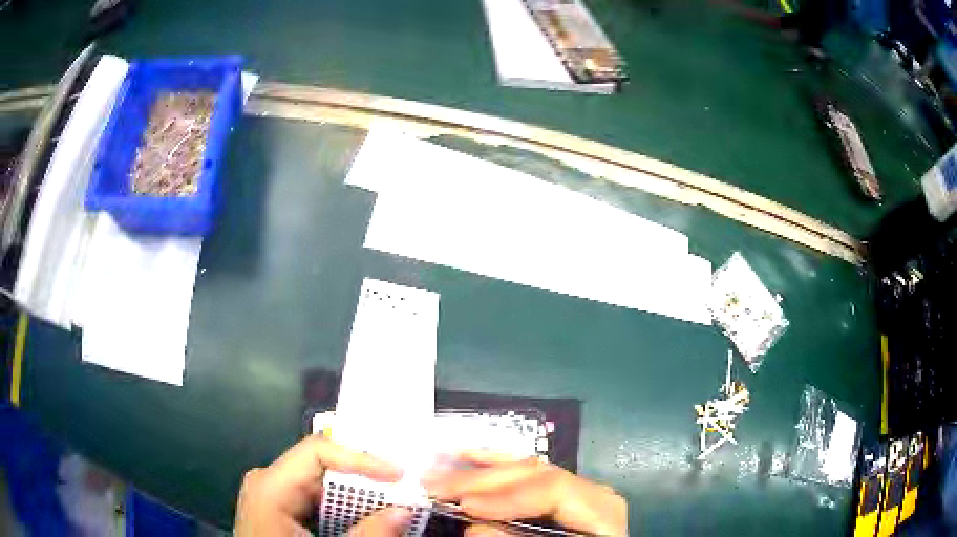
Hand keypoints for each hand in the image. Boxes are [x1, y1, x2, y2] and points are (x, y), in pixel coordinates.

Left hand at [235, 435, 412, 535]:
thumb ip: (367, 535)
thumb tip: (404, 511)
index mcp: (270, 486)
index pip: (317, 450)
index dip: (360, 457)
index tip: (399, 473)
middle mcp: (268, 480)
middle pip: (321, 464)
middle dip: (364, 476)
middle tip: (403, 485)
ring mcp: (271, 492)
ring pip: (320, 480)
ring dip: (357, 492)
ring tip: (392, 498)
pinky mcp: (278, 506)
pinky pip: (314, 495)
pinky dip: (342, 504)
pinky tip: (364, 514)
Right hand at [423, 451, 627, 536]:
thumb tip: (474, 527)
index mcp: (600, 509)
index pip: (552, 490)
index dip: (506, 497)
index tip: (464, 505)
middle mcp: (590, 490)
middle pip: (534, 474)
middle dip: (482, 481)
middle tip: (435, 486)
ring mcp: (576, 487)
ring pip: (526, 468)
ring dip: (478, 470)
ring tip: (440, 469)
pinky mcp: (562, 492)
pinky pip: (527, 473)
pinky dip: (496, 464)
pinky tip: (468, 454)